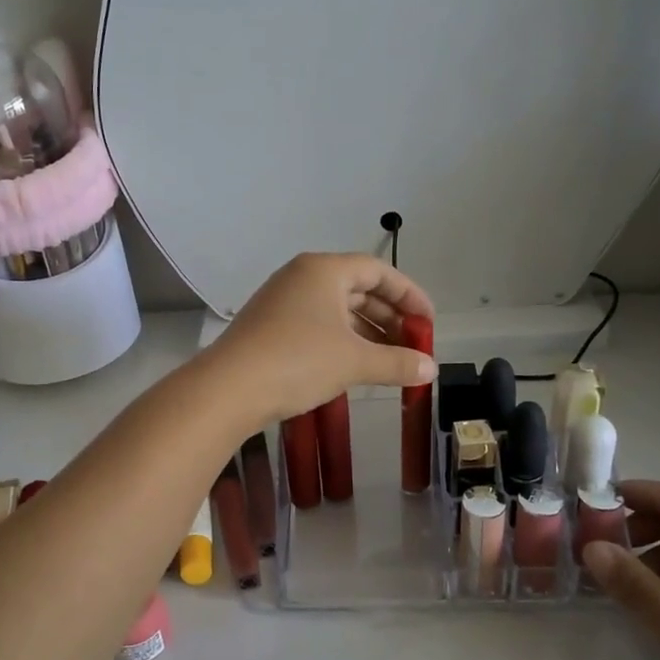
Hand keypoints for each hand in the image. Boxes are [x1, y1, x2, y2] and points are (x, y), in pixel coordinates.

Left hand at [203, 253, 435, 422]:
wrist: (228, 389)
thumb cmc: (298, 361)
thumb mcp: (354, 361)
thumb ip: (397, 362)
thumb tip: (431, 369)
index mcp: (323, 270)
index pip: (378, 270)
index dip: (409, 294)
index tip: (429, 321)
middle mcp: (301, 277)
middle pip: (357, 288)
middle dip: (389, 317)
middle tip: (412, 345)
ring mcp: (281, 301)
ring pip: (336, 310)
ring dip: (366, 333)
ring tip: (390, 361)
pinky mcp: (269, 327)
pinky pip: (316, 325)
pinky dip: (341, 342)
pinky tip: (355, 367)